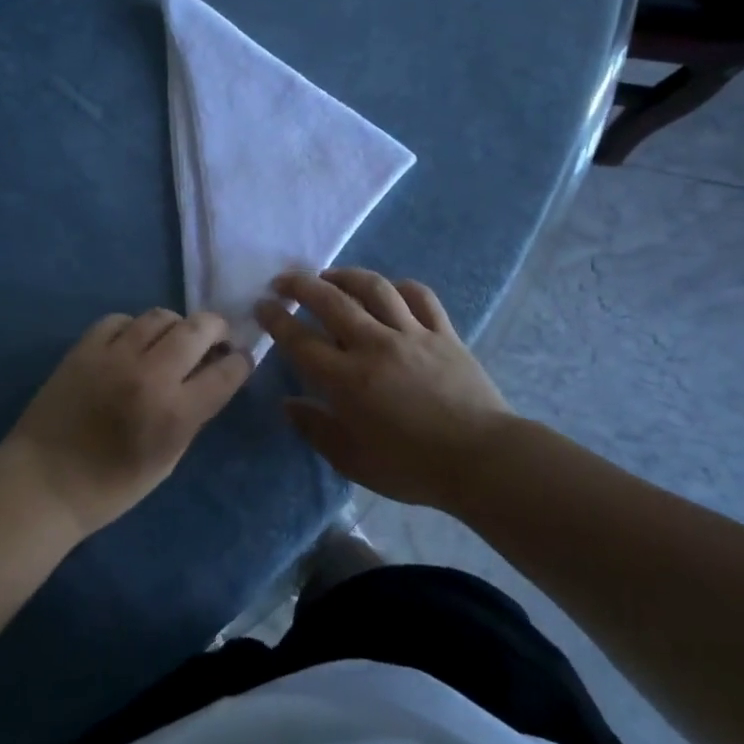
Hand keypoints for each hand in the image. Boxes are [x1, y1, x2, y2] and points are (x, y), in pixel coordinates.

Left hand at [6, 309, 251, 535]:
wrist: (43, 483)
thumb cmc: (111, 487)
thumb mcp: (168, 460)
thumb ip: (192, 416)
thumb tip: (209, 380)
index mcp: (177, 412)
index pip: (227, 370)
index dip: (241, 361)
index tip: (239, 360)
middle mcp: (151, 375)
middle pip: (200, 328)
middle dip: (217, 329)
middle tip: (215, 339)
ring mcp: (115, 356)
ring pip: (160, 316)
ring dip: (176, 326)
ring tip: (171, 341)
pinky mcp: (84, 348)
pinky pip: (120, 320)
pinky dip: (133, 328)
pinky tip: (131, 344)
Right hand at [257, 269, 509, 509]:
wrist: (481, 459)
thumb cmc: (411, 467)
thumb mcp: (353, 460)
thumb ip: (316, 430)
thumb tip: (289, 404)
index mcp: (347, 379)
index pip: (300, 340)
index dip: (276, 319)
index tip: (262, 305)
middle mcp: (375, 346)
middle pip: (331, 301)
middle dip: (301, 285)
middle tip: (284, 281)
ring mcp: (412, 335)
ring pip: (374, 288)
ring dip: (346, 275)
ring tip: (330, 275)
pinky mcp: (444, 333)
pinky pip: (420, 297)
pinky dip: (400, 287)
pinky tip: (389, 290)